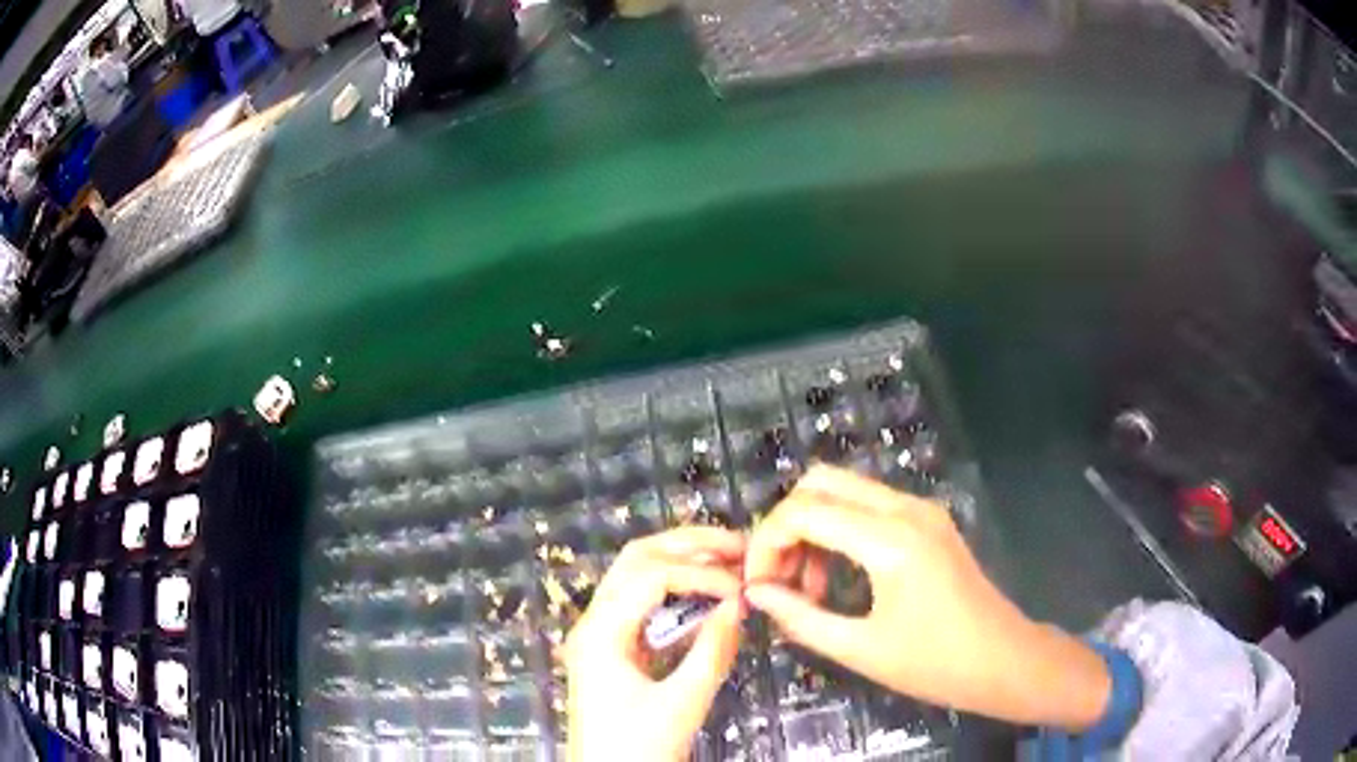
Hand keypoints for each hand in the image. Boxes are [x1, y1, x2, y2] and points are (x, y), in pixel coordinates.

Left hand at [566, 527, 745, 760]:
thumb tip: (740, 604)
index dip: (702, 573)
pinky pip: (641, 603)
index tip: (744, 587)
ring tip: (727, 560)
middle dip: (688, 545)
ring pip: (636, 575)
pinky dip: (675, 591)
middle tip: (738, 545)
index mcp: (601, 632)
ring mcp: (600, 633)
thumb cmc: (638, 747)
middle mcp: (594, 621)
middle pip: (637, 559)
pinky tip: (707, 597)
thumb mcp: (682, 704)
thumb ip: (713, 651)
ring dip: (681, 562)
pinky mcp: (612, 648)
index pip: (652, 576)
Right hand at [744, 465, 1109, 729]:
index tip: (755, 584)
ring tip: (807, 588)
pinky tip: (837, 578)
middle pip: (821, 482)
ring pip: (844, 490)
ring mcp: (921, 510)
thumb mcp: (860, 649)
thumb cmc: (935, 664)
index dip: (765, 542)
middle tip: (777, 578)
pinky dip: (839, 531)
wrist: (1003, 659)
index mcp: (890, 540)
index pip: (804, 512)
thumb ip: (800, 617)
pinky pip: (868, 507)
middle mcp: (905, 509)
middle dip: (785, 525)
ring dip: (812, 528)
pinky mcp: (928, 521)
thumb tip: (756, 594)